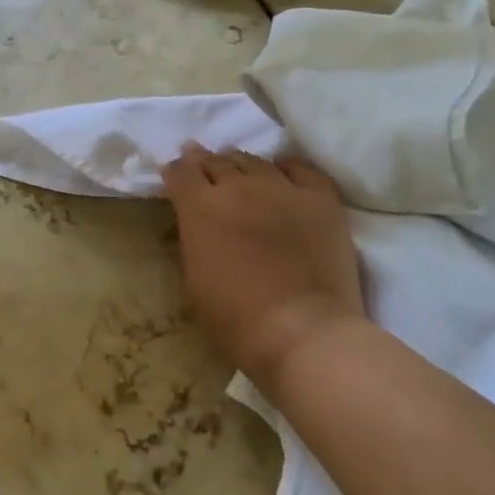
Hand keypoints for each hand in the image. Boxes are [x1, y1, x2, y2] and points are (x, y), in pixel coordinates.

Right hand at [160, 145, 370, 390]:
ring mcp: (283, 189)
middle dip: (204, 163)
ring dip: (241, 164)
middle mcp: (239, 187)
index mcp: (201, 208)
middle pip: (216, 161)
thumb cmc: (236, 319)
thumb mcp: (193, 279)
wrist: (303, 333)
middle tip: (202, 167)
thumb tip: (196, 222)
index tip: (174, 174)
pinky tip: (282, 173)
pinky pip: (301, 169)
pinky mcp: (320, 199)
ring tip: (240, 170)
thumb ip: (193, 239)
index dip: (175, 170)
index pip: (181, 172)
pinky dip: (286, 168)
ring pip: (255, 161)